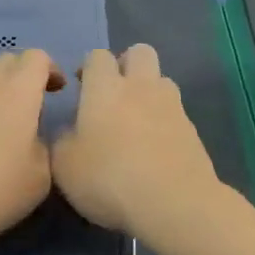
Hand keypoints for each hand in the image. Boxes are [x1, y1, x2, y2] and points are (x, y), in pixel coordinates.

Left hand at [0, 48, 64, 254]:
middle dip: (24, 75)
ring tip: (2, 123)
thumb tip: (32, 137)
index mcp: (15, 91)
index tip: (58, 91)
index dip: (52, 69)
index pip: (37, 58)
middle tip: (33, 104)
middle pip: (7, 61)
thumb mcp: (40, 177)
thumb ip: (43, 146)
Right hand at [51, 45, 222, 242]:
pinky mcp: (192, 130)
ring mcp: (172, 106)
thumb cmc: (108, 179)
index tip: (80, 87)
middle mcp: (141, 87)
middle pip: (139, 52)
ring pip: (162, 79)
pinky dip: (164, 120)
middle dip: (125, 64)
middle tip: (112, 93)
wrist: (173, 203)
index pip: (97, 56)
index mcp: (104, 88)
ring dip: (149, 90)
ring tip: (136, 120)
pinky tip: (155, 148)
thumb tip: (70, 131)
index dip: (87, 67)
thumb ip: (62, 141)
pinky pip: (176, 112)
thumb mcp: (64, 166)